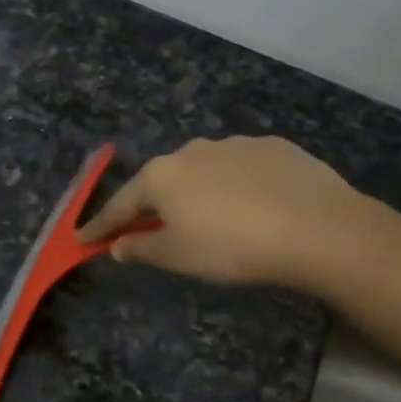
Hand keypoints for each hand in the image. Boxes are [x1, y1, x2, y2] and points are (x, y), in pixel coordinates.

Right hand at [77, 136, 378, 289]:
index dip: (101, 226)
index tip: (82, 239)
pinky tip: (253, 207)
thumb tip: (118, 246)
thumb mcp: (178, 257)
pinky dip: (235, 187)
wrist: (317, 228)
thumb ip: (142, 249)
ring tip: (212, 221)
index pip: (121, 205)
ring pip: (203, 172)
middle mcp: (192, 151)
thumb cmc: (232, 247)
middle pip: (162, 183)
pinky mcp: (274, 147)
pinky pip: (241, 169)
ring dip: (197, 193)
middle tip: (150, 230)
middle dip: (152, 206)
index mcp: (162, 176)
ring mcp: (235, 144)